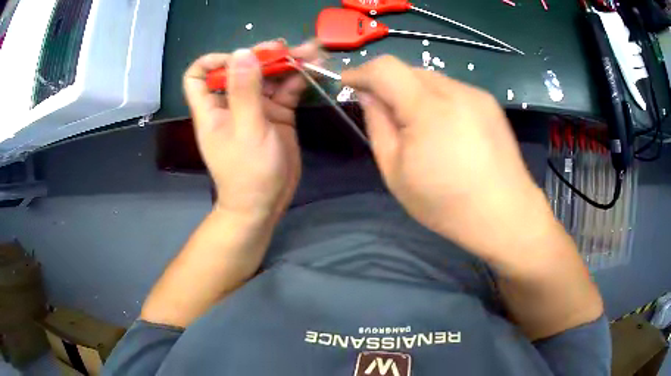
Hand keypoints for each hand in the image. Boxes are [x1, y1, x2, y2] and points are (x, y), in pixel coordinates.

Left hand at [183, 40, 319, 222]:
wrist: (265, 203)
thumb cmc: (247, 173)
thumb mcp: (247, 131)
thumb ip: (245, 91)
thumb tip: (242, 52)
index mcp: (213, 107)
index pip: (198, 75)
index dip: (214, 60)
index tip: (240, 57)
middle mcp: (232, 102)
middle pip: (242, 68)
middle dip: (264, 55)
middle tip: (289, 49)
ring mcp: (256, 107)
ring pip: (268, 76)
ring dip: (288, 63)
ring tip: (312, 53)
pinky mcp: (276, 114)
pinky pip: (286, 90)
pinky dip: (298, 79)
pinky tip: (314, 69)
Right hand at [342, 56, 554, 259]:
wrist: (505, 214)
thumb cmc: (446, 203)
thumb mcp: (396, 172)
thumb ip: (378, 126)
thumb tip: (368, 96)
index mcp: (428, 108)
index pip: (385, 68)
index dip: (362, 71)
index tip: (349, 83)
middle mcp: (455, 91)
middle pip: (409, 70)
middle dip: (389, 85)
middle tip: (386, 114)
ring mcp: (476, 95)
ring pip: (432, 79)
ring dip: (414, 93)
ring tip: (419, 127)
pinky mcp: (490, 103)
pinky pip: (452, 90)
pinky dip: (437, 100)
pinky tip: (446, 130)